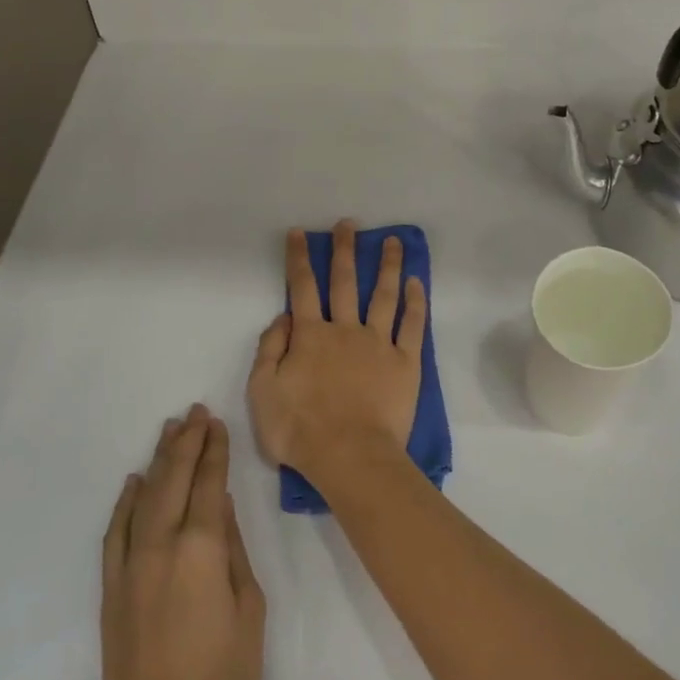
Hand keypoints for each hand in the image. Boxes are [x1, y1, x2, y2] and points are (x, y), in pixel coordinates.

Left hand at [100, 406, 265, 679]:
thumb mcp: (249, 611)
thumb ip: (234, 552)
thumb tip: (220, 507)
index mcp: (201, 551)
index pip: (207, 485)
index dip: (213, 451)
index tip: (216, 422)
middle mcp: (160, 547)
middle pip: (173, 481)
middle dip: (186, 443)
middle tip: (194, 412)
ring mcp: (130, 568)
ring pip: (143, 499)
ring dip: (158, 462)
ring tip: (169, 431)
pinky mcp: (111, 590)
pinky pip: (115, 533)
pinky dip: (124, 503)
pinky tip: (133, 482)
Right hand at [246, 220, 427, 484]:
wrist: (349, 455)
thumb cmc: (300, 429)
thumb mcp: (262, 391)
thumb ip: (269, 350)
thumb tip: (283, 318)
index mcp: (310, 336)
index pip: (302, 288)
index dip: (299, 258)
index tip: (300, 233)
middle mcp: (345, 330)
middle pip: (344, 282)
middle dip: (344, 250)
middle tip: (349, 225)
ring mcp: (378, 343)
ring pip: (383, 295)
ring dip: (387, 266)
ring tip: (392, 241)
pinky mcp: (405, 362)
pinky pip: (412, 326)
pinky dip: (415, 302)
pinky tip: (416, 282)